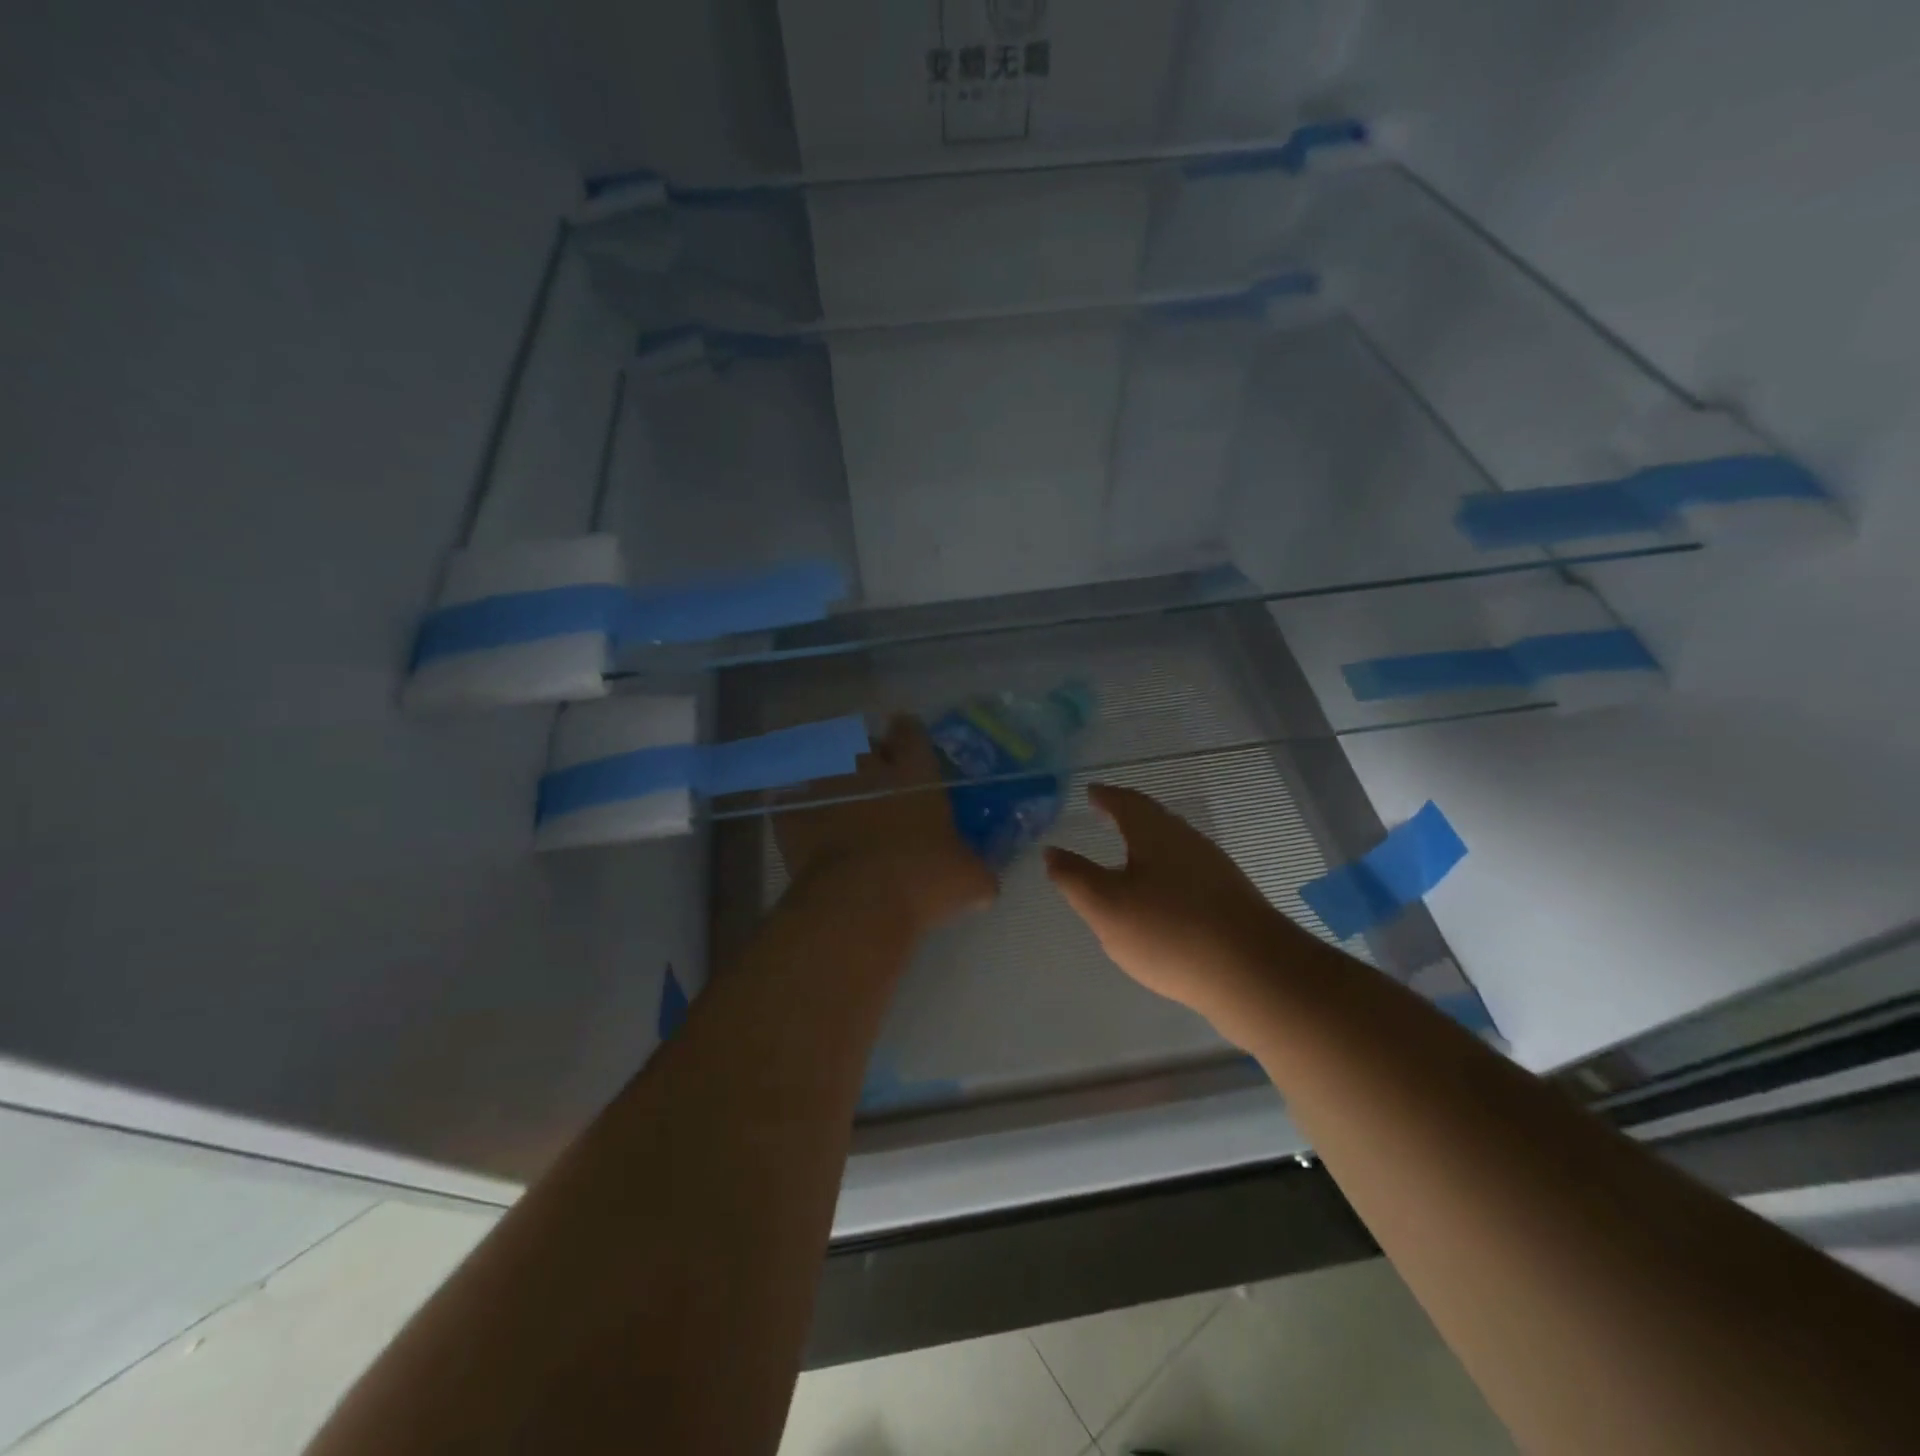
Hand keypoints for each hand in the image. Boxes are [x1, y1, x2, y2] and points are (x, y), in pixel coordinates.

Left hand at [774, 714, 996, 936]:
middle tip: (870, 770)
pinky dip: (792, 809)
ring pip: (819, 763)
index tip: (907, 739)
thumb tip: (985, 884)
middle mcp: (868, 771)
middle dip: (864, 752)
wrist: (859, 900)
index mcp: (914, 775)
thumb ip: (978, 873)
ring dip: (826, 773)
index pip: (911, 732)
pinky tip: (795, 820)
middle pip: (860, 741)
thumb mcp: (969, 880)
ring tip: (831, 789)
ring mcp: (827, 790)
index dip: (908, 733)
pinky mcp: (794, 816)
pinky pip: (788, 803)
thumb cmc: (923, 879)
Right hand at [1046, 783, 1298, 1033]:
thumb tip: (1051, 851)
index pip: (1126, 802)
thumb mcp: (1106, 907)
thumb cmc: (1169, 931)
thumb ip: (1074, 878)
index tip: (1092, 792)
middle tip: (1106, 815)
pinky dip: (1165, 872)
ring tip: (1127, 856)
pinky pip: (1188, 872)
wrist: (1255, 974)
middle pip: (1154, 819)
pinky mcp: (1230, 899)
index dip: (1105, 796)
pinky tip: (1161, 897)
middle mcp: (1188, 841)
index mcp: (1155, 833)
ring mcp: (1215, 869)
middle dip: (1128, 816)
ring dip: (1148, 845)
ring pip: (1173, 845)